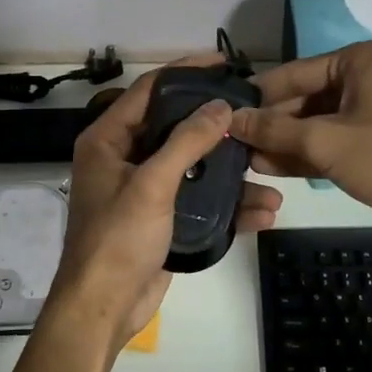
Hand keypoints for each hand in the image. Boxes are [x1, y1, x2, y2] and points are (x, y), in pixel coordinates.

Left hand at [50, 57, 283, 349]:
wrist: (104, 309)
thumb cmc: (118, 239)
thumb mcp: (152, 185)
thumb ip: (187, 142)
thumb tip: (220, 106)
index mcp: (108, 140)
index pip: (149, 91)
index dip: (185, 72)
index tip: (223, 63)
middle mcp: (124, 157)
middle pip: (174, 126)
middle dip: (215, 123)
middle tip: (253, 111)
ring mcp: (144, 189)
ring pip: (192, 166)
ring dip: (229, 170)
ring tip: (268, 168)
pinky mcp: (162, 218)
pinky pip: (198, 200)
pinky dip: (227, 204)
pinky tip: (262, 211)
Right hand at [229, 39, 371, 252]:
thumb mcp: (327, 142)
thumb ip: (275, 131)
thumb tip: (233, 121)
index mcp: (362, 60)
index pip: (295, 72)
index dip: (259, 96)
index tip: (224, 113)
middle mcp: (370, 78)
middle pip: (306, 98)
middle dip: (272, 124)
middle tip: (233, 143)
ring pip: (319, 124)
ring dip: (285, 143)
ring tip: (245, 159)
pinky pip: (335, 143)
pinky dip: (307, 155)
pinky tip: (272, 167)